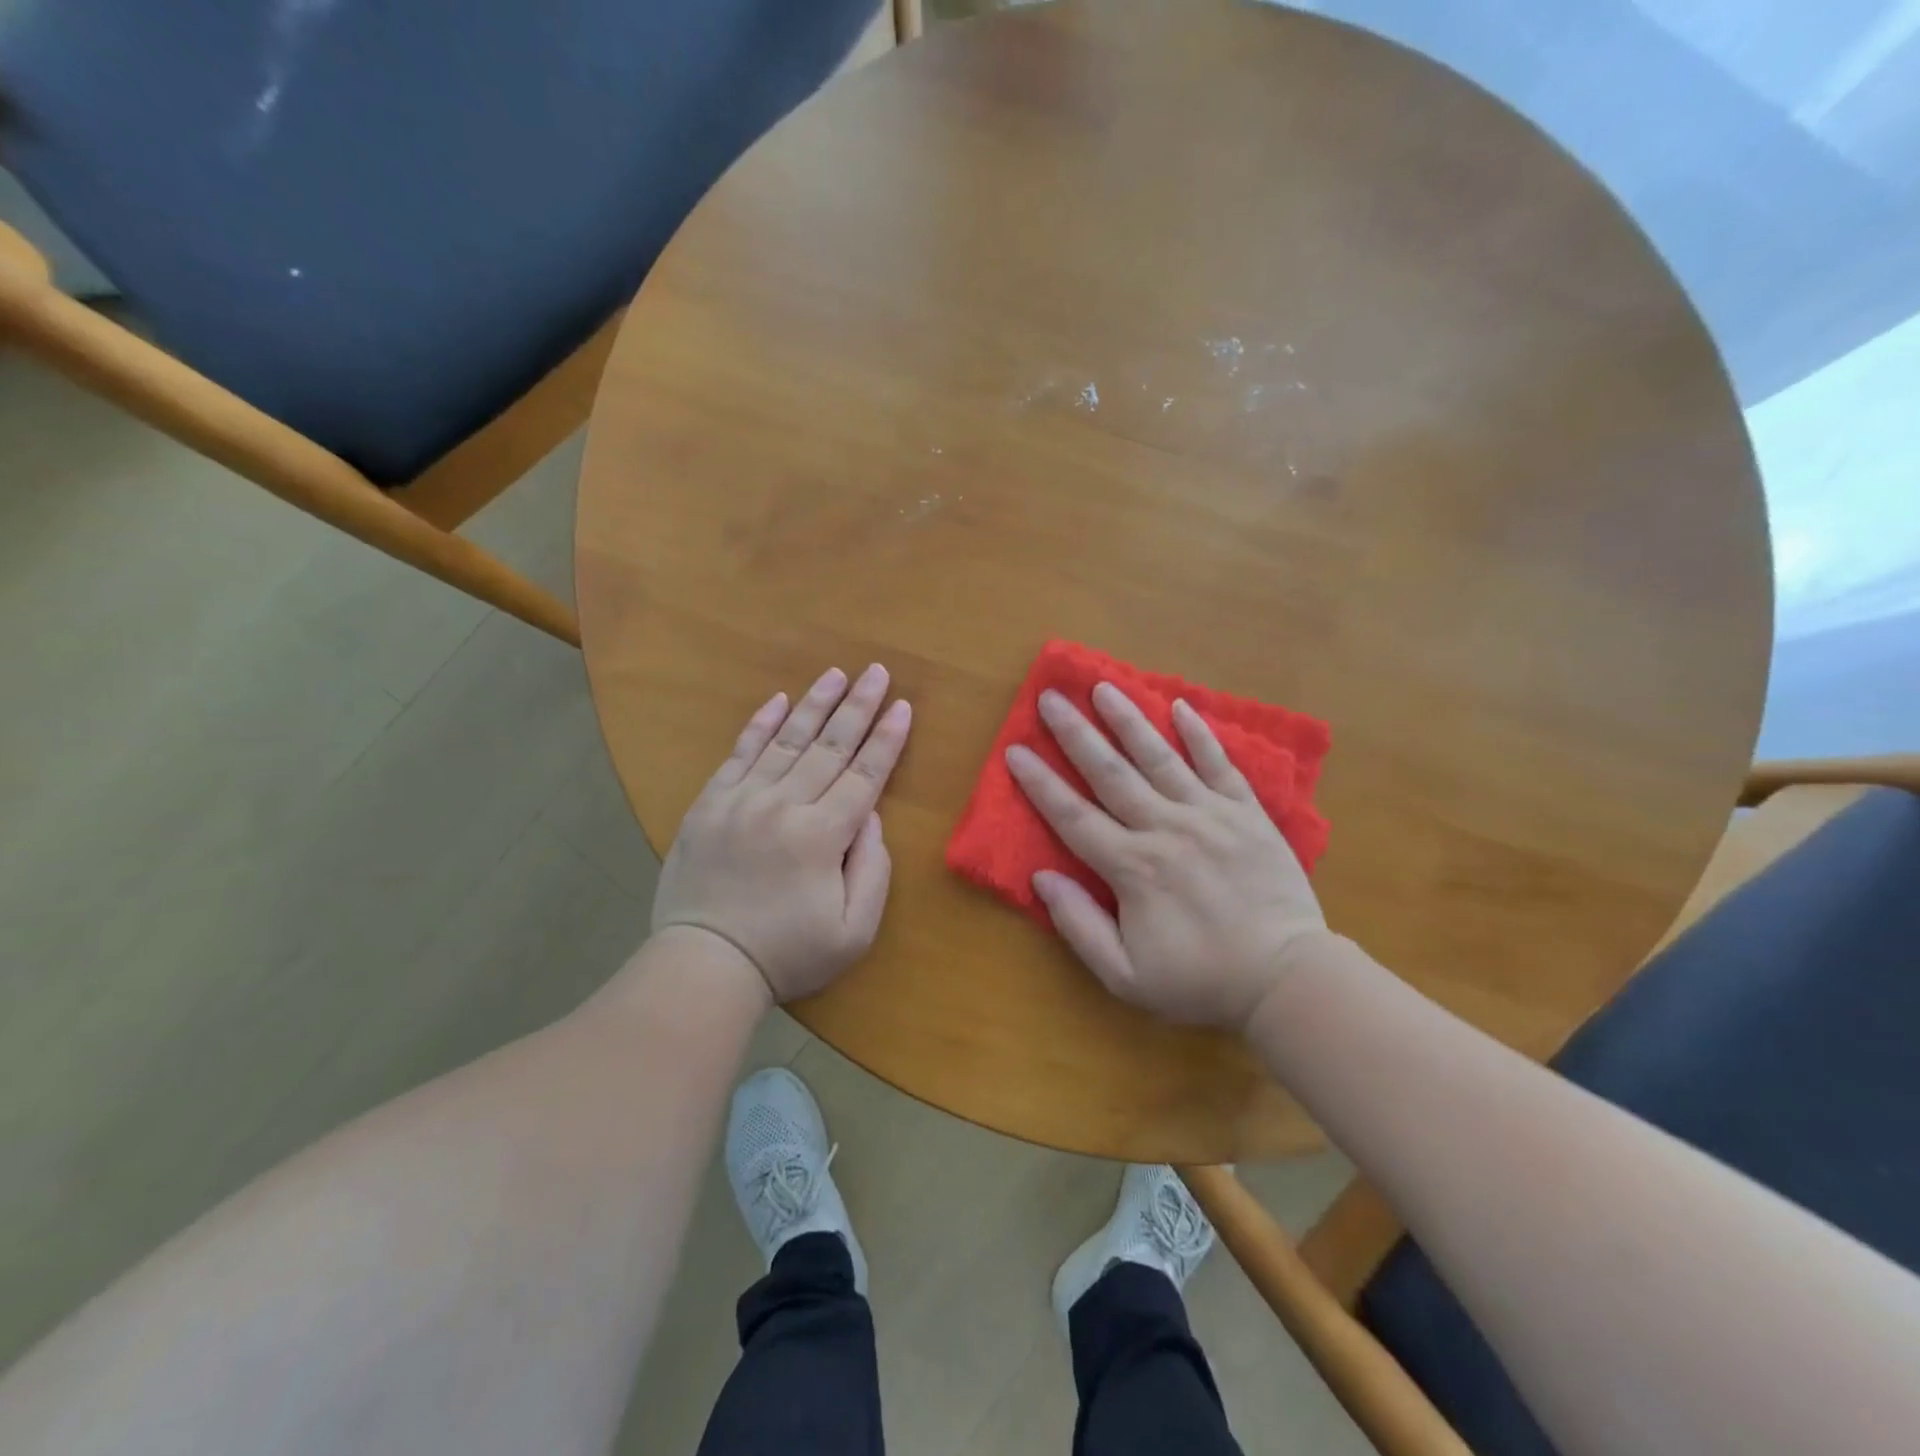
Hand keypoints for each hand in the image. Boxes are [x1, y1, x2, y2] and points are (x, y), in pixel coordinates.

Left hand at [651, 664, 911, 1002]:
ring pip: (787, 740)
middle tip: (877, 671)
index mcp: (822, 835)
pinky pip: (739, 753)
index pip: (864, 775)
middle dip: (858, 707)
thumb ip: (872, 869)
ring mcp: (742, 800)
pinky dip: (759, 725)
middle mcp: (784, 805)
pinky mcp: (710, 804)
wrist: (704, 965)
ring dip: (814, 704)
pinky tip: (777, 701)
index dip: (886, 739)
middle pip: (830, 747)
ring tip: (836, 674)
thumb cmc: (787, 953)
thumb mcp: (854, 931)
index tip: (902, 706)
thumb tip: (869, 815)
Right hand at [1005, 682, 1325, 1031]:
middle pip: (1109, 773)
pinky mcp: (1247, 813)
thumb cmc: (1200, 981)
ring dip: (1128, 720)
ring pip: (1159, 757)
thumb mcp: (1125, 976)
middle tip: (1050, 697)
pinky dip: (1199, 735)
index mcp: (1131, 867)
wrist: (1286, 978)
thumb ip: (1079, 925)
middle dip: (1074, 733)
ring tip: (1103, 686)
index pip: (1072, 816)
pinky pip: (1219, 765)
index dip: (1039, 783)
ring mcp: (1208, 815)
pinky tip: (1179, 707)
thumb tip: (1042, 876)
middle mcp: (1164, 828)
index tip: (1014, 751)